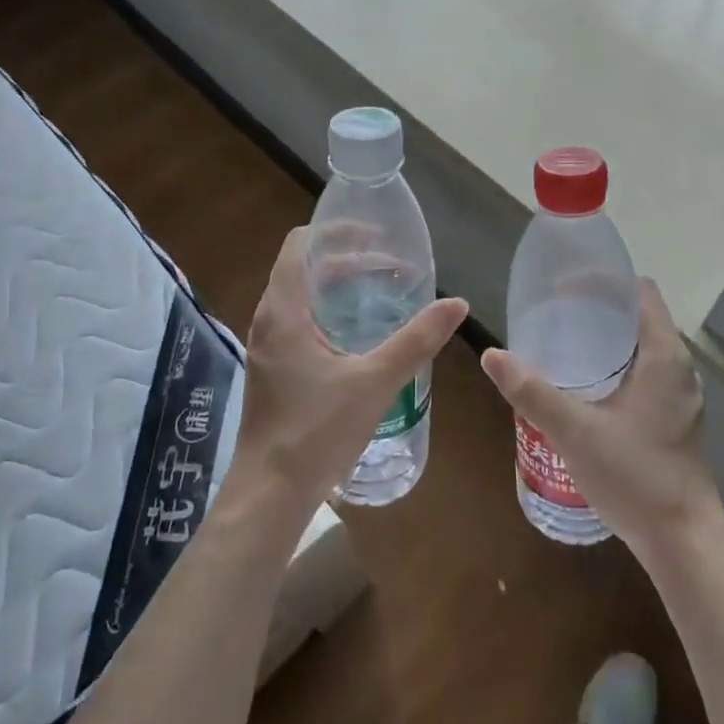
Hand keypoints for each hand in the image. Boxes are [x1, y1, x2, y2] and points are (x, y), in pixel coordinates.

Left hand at [233, 227, 467, 515]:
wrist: (271, 492)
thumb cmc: (317, 431)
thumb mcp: (375, 381)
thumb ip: (416, 340)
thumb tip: (457, 303)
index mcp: (284, 309)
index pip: (301, 244)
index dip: (337, 231)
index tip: (377, 235)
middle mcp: (268, 318)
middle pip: (304, 267)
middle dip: (347, 259)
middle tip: (393, 267)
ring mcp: (267, 344)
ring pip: (301, 295)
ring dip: (338, 286)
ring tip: (381, 292)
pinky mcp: (272, 367)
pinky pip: (299, 321)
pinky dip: (329, 311)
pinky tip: (359, 334)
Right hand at [480, 279, 723, 554]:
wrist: (683, 541)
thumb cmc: (635, 477)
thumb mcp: (575, 432)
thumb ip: (533, 392)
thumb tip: (492, 355)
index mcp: (664, 357)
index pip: (639, 292)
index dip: (603, 281)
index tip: (563, 287)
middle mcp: (678, 368)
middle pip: (638, 316)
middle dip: (596, 309)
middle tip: (552, 314)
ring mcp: (679, 396)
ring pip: (640, 347)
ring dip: (605, 338)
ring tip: (562, 344)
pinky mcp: (674, 419)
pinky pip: (643, 372)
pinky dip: (614, 364)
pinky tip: (584, 386)